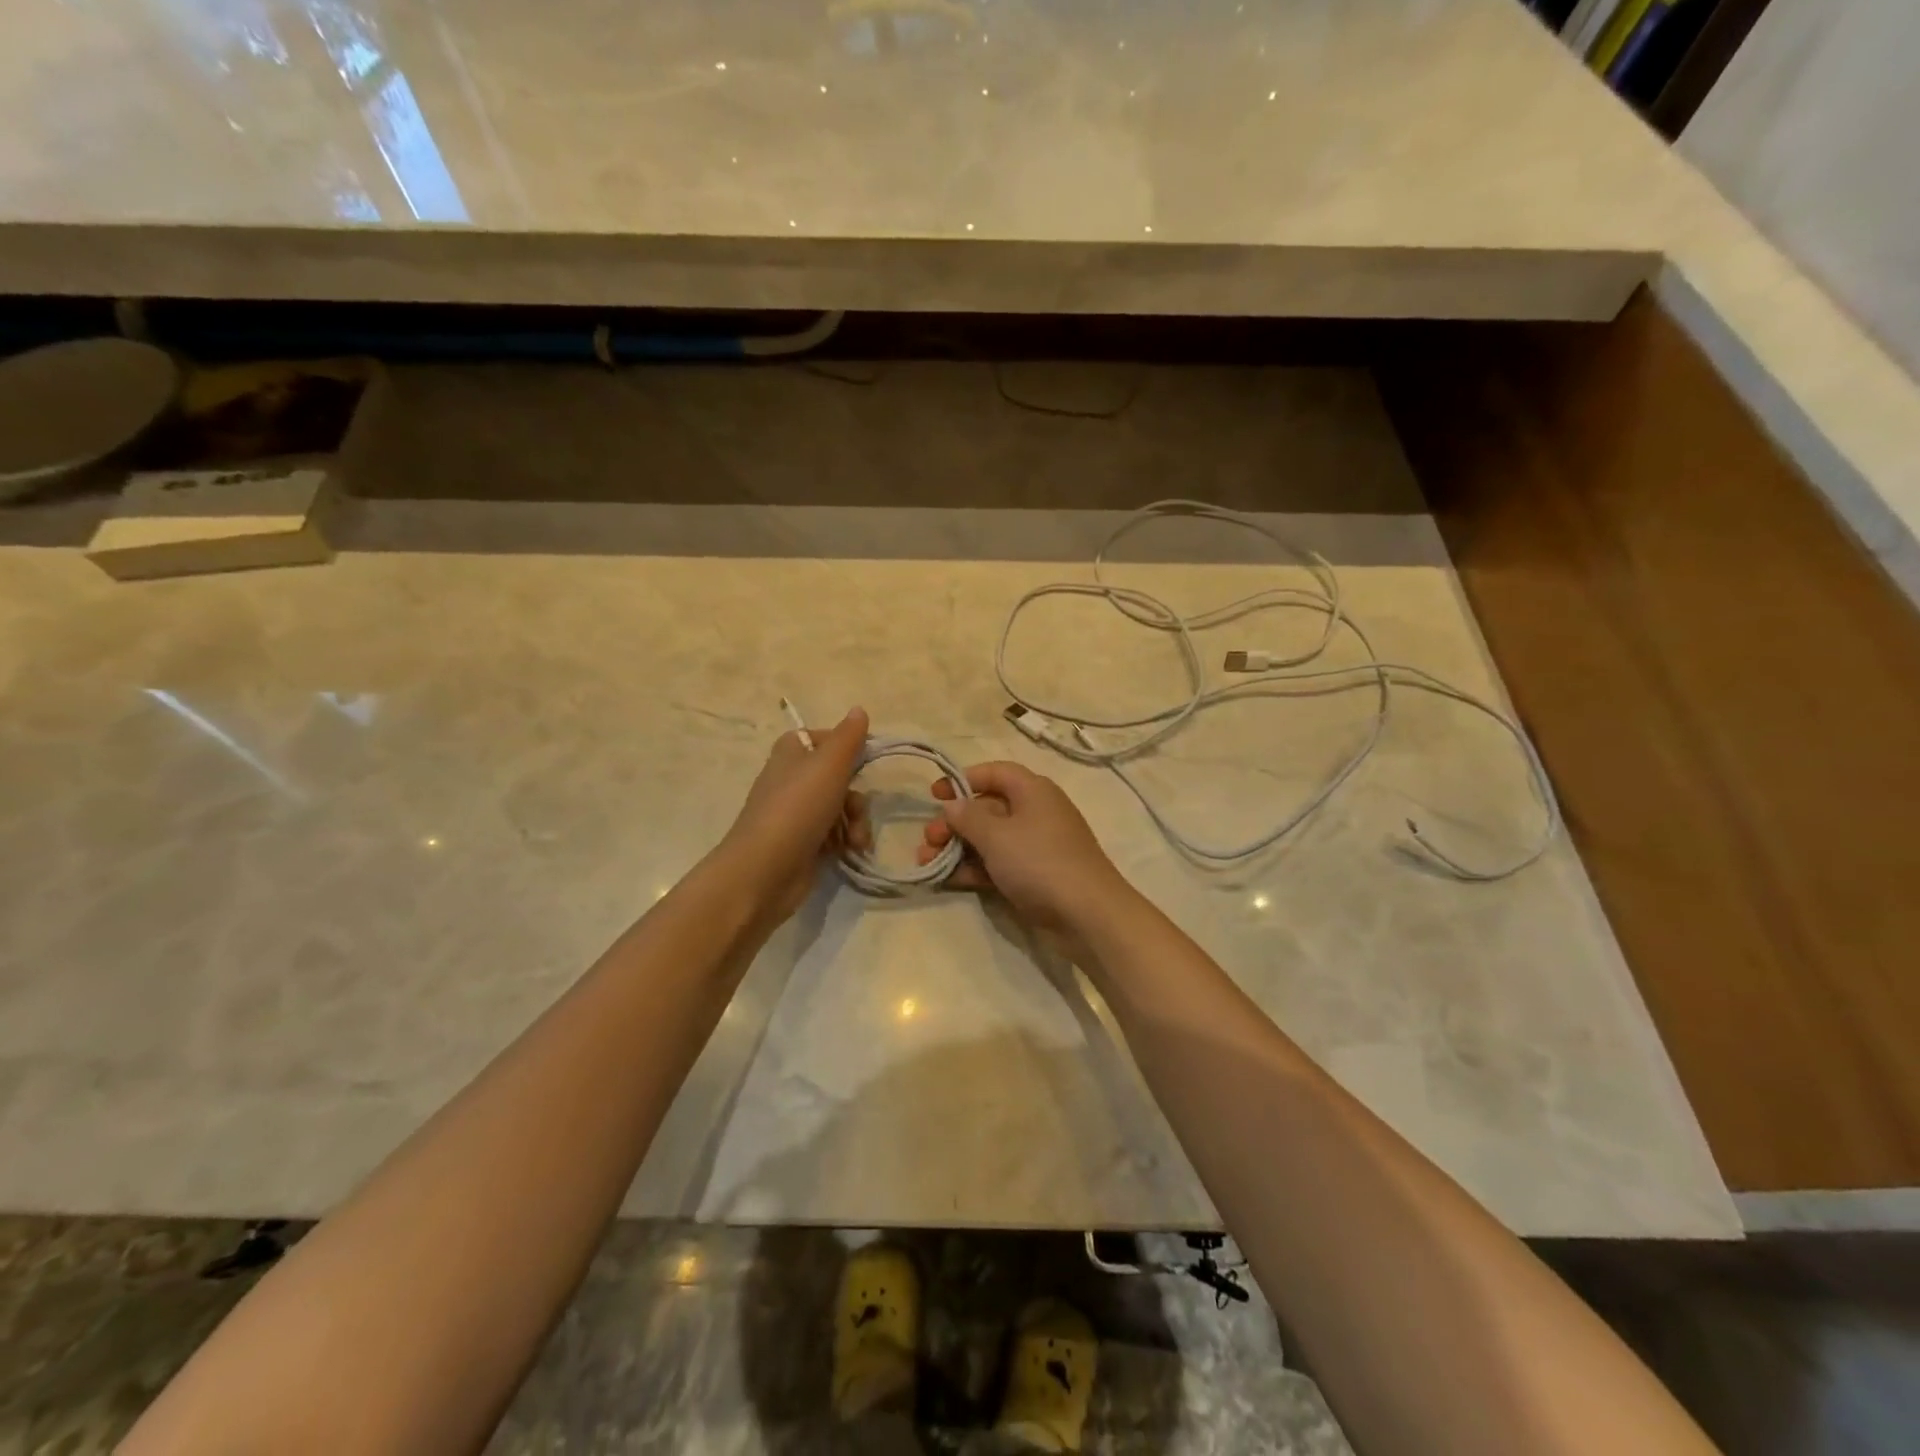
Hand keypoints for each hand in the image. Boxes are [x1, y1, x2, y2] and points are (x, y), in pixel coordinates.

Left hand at [719, 707, 872, 922]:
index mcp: (792, 752)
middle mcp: (793, 778)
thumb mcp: (829, 765)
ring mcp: (797, 813)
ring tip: (856, 840)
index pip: (828, 739)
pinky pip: (835, 834)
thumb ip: (848, 737)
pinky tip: (851, 851)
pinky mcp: (803, 842)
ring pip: (841, 808)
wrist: (765, 870)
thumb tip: (859, 709)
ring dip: (856, 822)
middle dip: (857, 796)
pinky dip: (846, 840)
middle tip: (857, 810)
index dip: (850, 750)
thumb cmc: (797, 808)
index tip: (867, 761)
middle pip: (840, 777)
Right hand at [917, 761, 1133, 934]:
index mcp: (1033, 791)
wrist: (1087, 915)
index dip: (963, 780)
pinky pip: (998, 863)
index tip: (934, 795)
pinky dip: (975, 868)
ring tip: (927, 863)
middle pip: (987, 808)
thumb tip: (952, 804)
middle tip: (928, 840)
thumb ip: (968, 817)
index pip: (995, 773)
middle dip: (954, 822)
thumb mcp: (996, 836)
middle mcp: (1035, 812)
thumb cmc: (1039, 862)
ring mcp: (1036, 846)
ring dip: (958, 848)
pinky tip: (949, 879)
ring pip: (990, 839)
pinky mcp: (1034, 875)